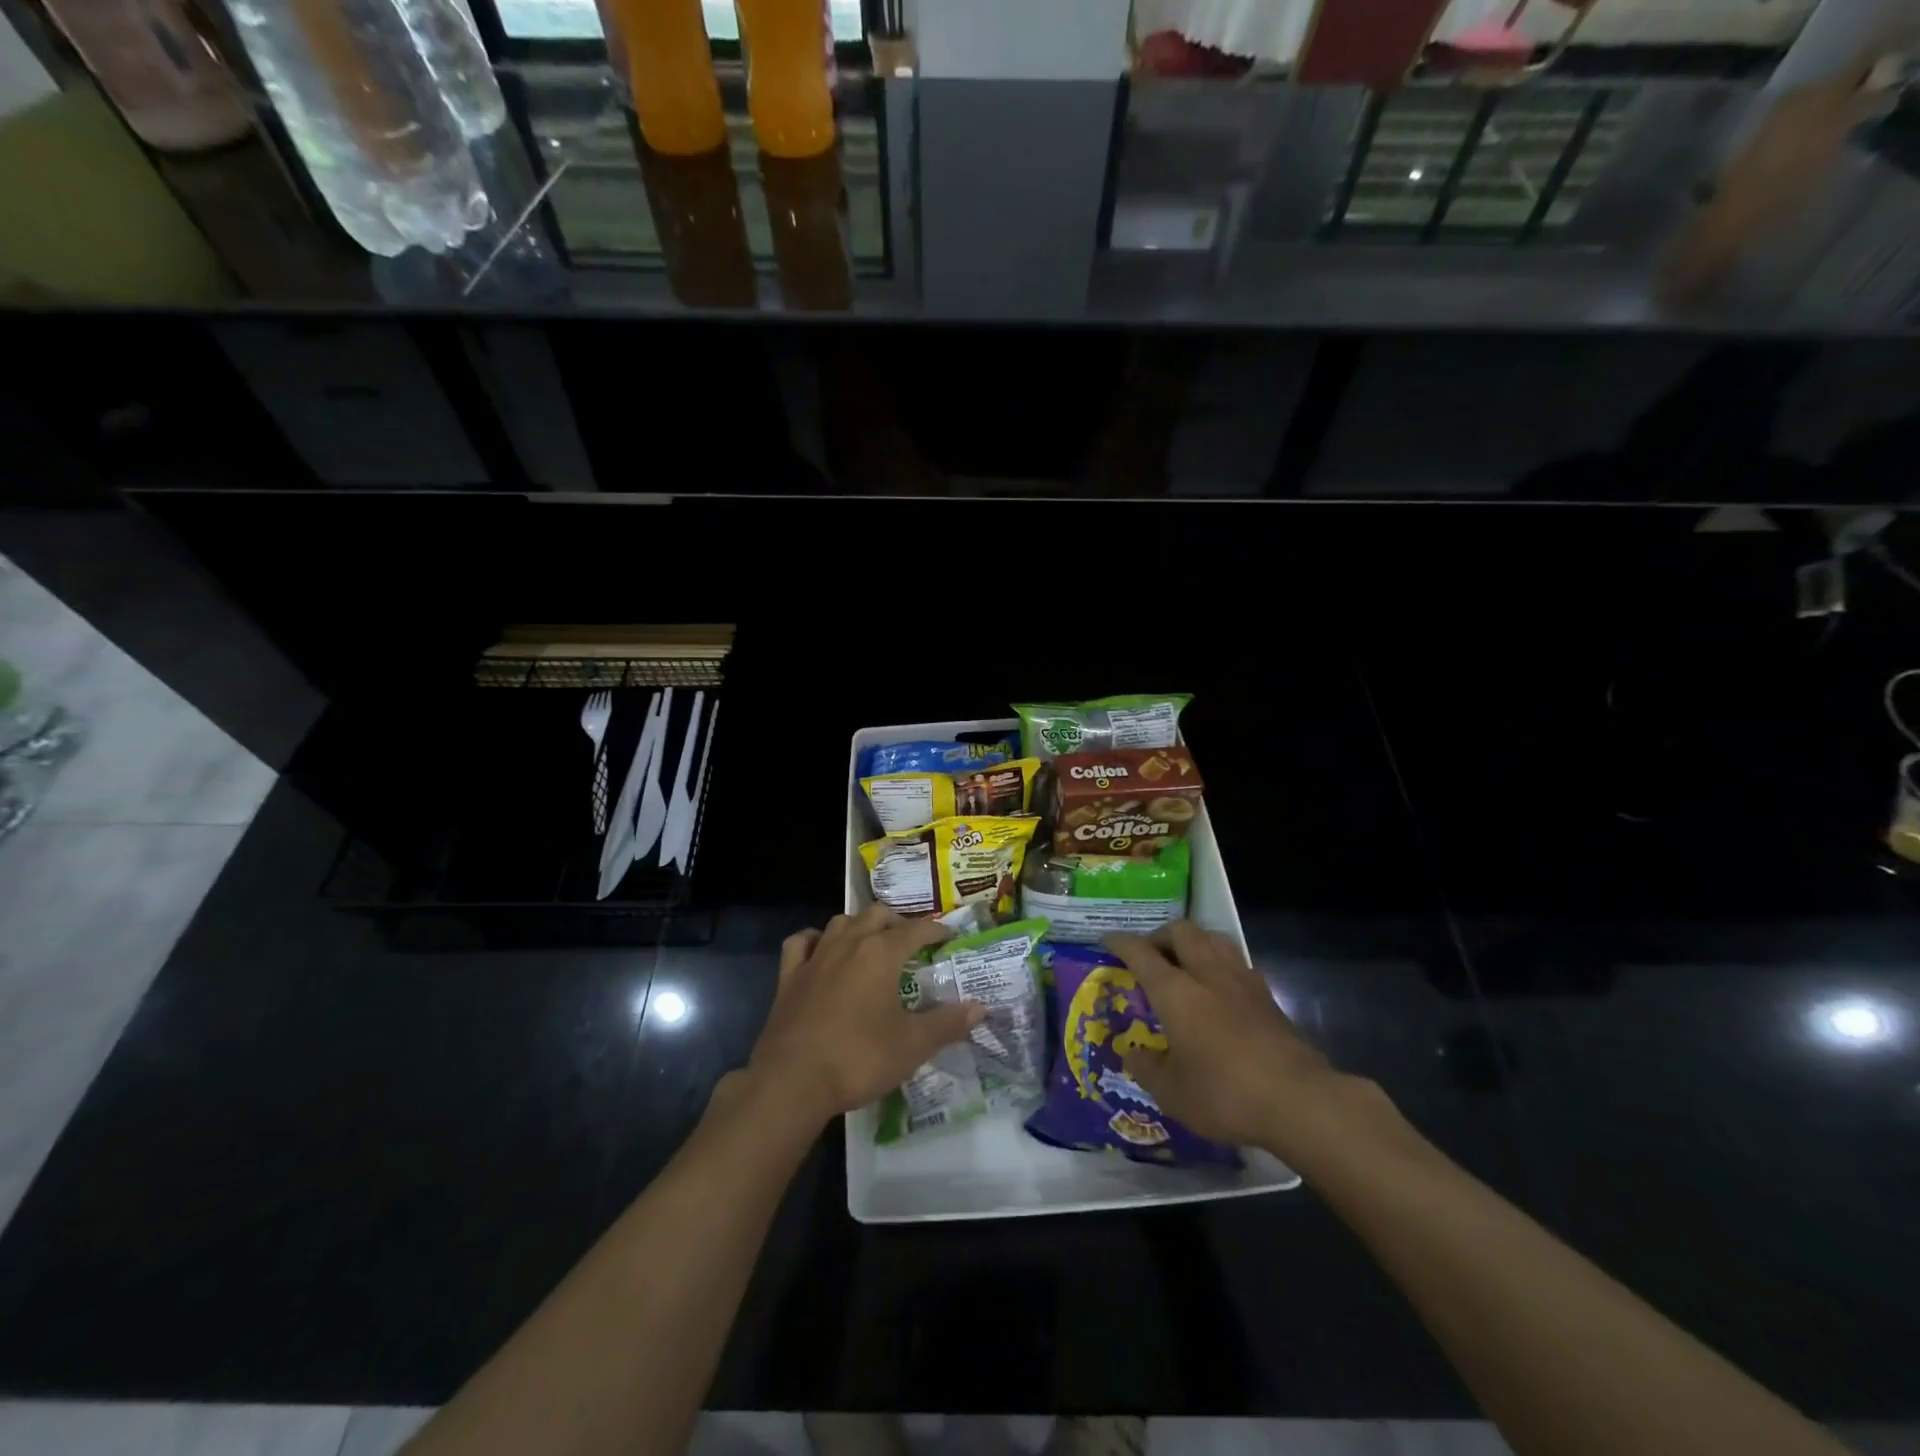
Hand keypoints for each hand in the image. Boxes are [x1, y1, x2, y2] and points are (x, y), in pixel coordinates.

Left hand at [748, 905, 984, 1125]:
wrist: (793, 1081)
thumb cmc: (859, 1058)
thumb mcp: (913, 1045)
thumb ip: (947, 1023)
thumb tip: (980, 1008)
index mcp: (881, 953)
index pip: (915, 929)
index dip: (935, 929)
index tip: (948, 935)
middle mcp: (849, 943)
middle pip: (876, 915)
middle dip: (897, 922)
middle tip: (911, 941)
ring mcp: (815, 957)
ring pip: (840, 922)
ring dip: (859, 925)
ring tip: (871, 941)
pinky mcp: (789, 977)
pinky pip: (801, 943)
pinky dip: (815, 939)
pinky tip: (821, 949)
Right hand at [1105, 921, 1379, 1164]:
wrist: (1298, 1100)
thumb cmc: (1224, 1094)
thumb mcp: (1171, 1093)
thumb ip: (1146, 1068)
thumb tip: (1130, 1052)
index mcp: (1175, 991)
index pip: (1141, 952)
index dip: (1121, 943)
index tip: (1107, 941)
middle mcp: (1207, 974)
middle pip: (1182, 931)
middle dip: (1161, 935)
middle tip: (1150, 954)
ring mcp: (1242, 981)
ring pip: (1214, 939)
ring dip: (1194, 942)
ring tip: (1185, 962)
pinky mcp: (1268, 996)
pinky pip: (1238, 962)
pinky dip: (1221, 964)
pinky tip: (1220, 986)